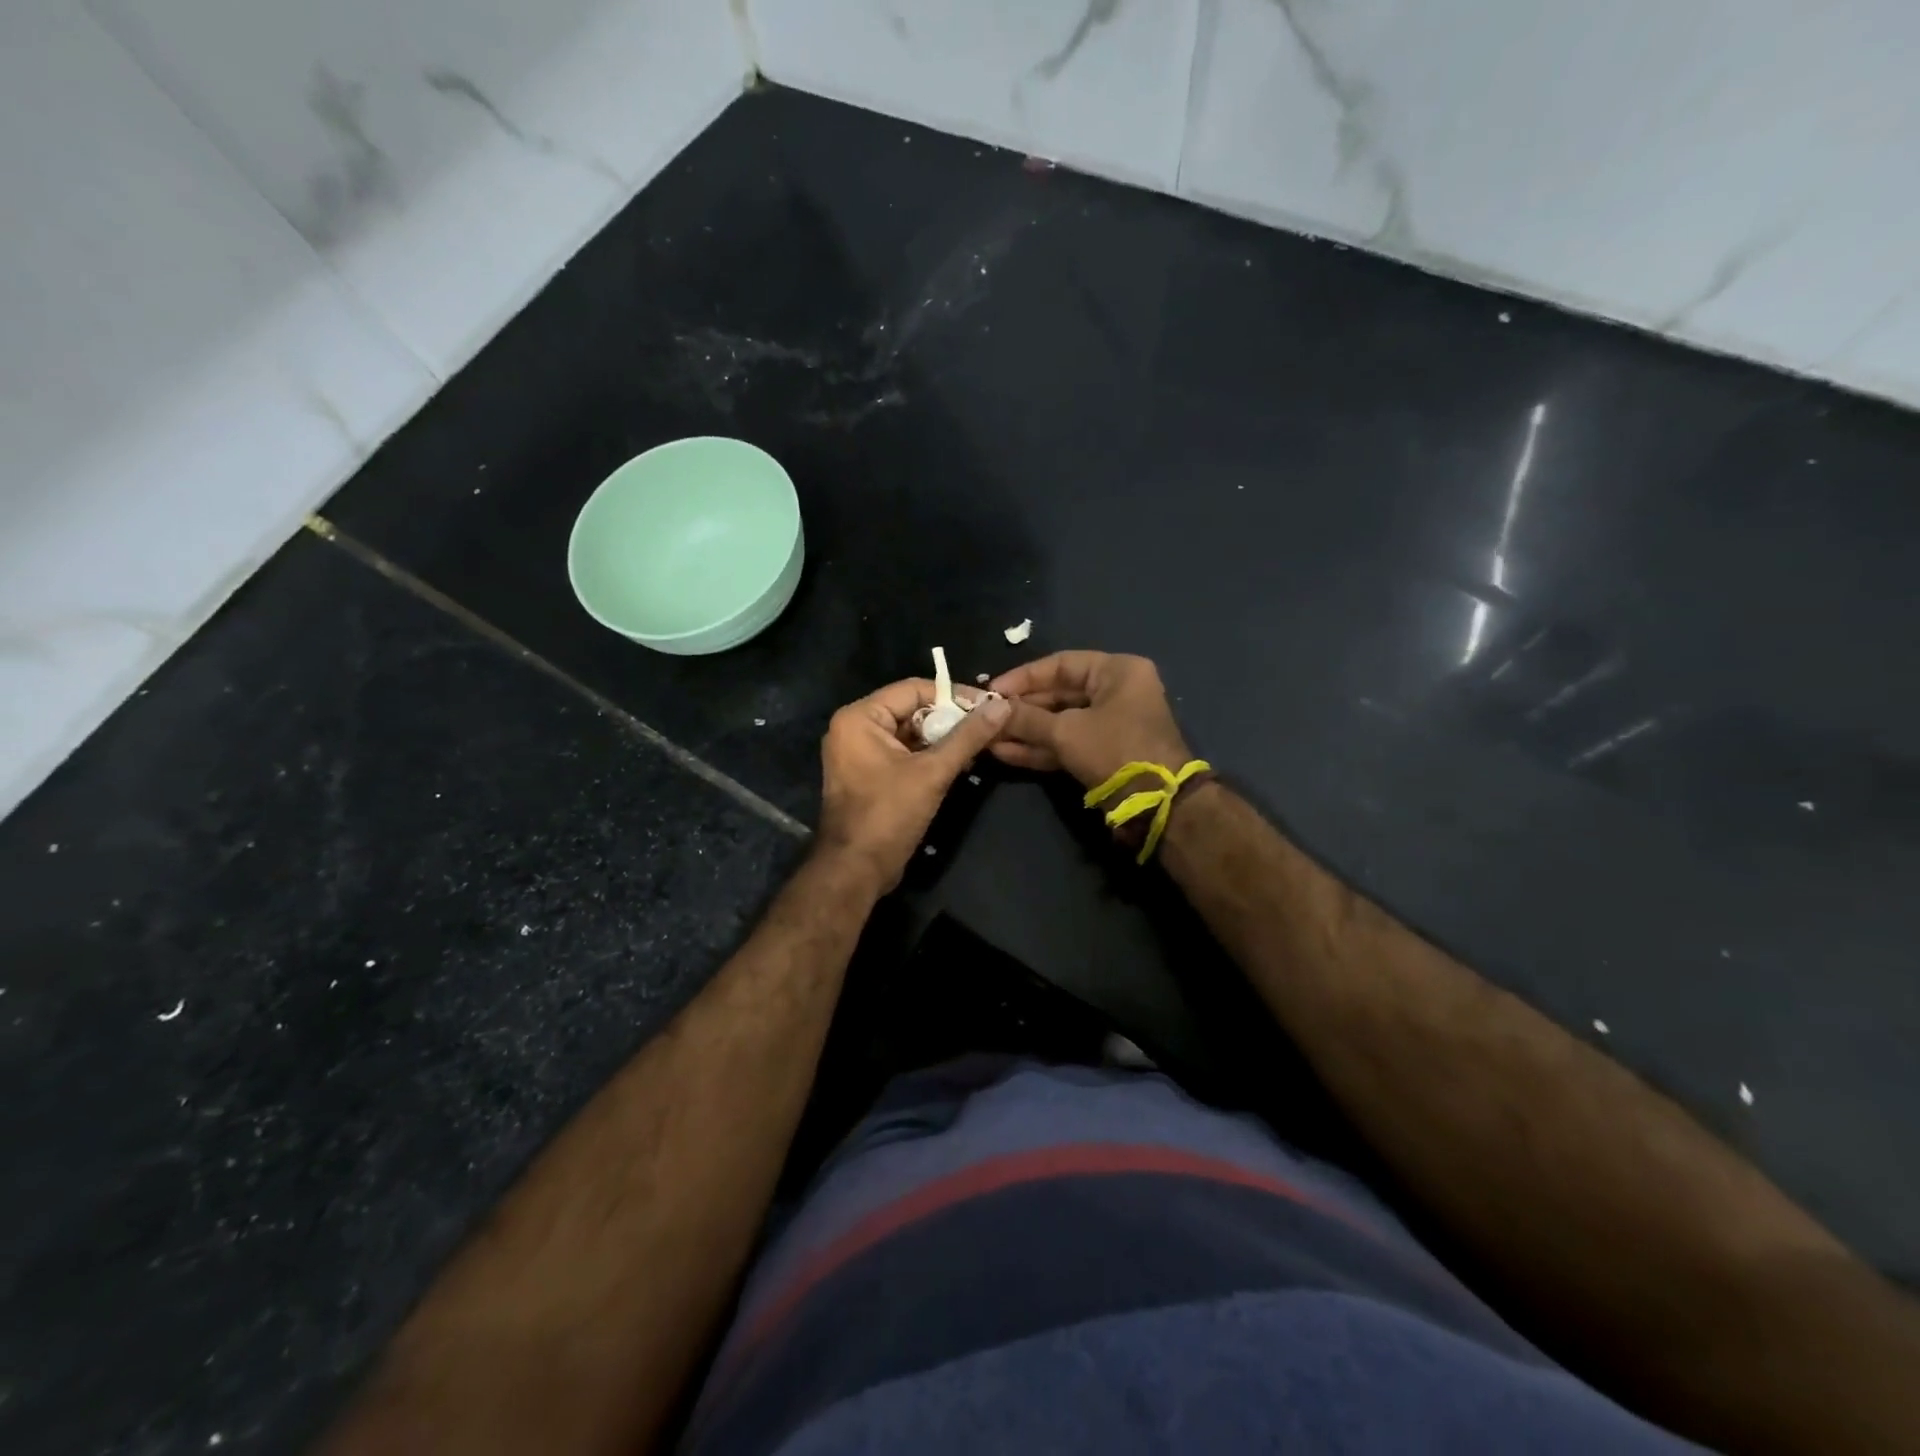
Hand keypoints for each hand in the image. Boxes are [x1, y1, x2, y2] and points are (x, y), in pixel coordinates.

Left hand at [816, 678, 1010, 891]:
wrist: (856, 869)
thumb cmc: (889, 814)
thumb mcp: (933, 772)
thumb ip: (967, 737)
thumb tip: (1002, 707)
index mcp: (860, 717)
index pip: (913, 689)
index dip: (953, 695)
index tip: (988, 705)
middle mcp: (855, 728)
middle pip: (911, 709)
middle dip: (949, 719)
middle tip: (987, 727)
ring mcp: (860, 753)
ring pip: (910, 733)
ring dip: (943, 740)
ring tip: (979, 747)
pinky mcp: (869, 775)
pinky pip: (903, 753)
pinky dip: (929, 757)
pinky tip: (959, 765)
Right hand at [988, 651, 1192, 789]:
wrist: (1157, 804)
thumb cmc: (1115, 750)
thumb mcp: (1066, 731)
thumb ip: (1026, 719)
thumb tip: (991, 710)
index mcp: (1117, 672)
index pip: (1061, 664)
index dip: (1023, 677)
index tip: (991, 690)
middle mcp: (1116, 693)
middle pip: (1058, 694)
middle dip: (1020, 708)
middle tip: (985, 716)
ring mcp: (1110, 726)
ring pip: (1059, 723)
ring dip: (1024, 731)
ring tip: (987, 737)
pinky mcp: (1102, 754)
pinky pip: (1066, 744)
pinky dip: (1038, 749)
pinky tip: (1004, 753)